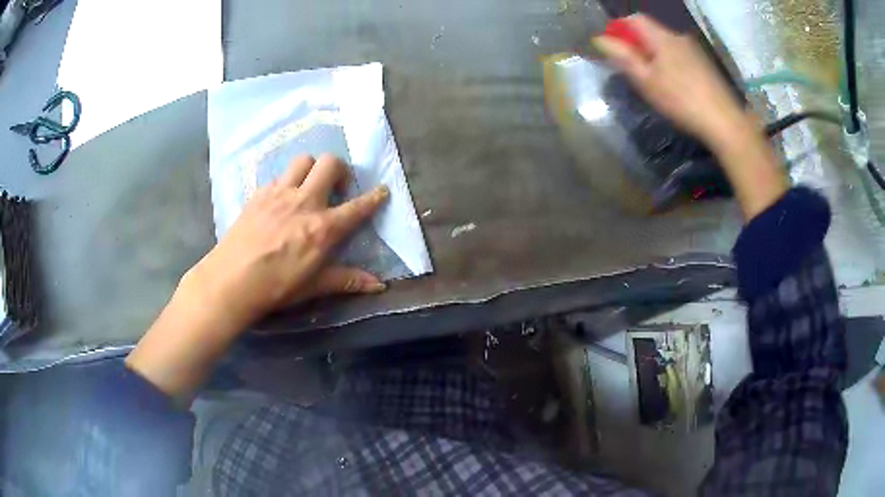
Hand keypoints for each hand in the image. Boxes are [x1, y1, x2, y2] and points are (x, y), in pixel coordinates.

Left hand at [186, 154, 389, 325]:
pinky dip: (286, 183)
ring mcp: (279, 194)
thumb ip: (347, 280)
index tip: (382, 191)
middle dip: (340, 170)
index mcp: (322, 228)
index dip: (374, 197)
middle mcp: (304, 202)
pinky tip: (280, 202)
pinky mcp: (259, 194)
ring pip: (303, 160)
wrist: (230, 281)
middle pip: (330, 163)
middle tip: (337, 189)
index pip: (357, 207)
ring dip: (312, 169)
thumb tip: (379, 286)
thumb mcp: (313, 286)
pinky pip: (278, 177)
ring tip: (309, 187)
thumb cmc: (275, 287)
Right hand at [593, 14, 751, 149]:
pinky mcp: (705, 64)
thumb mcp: (646, 81)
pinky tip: (675, 86)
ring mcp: (694, 50)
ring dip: (655, 55)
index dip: (620, 28)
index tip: (615, 49)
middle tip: (634, 70)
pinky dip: (670, 64)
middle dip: (638, 45)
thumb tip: (600, 39)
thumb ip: (623, 57)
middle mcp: (678, 37)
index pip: (634, 19)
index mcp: (662, 38)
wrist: (724, 121)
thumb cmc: (681, 101)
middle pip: (651, 32)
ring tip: (655, 81)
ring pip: (666, 45)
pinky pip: (680, 55)